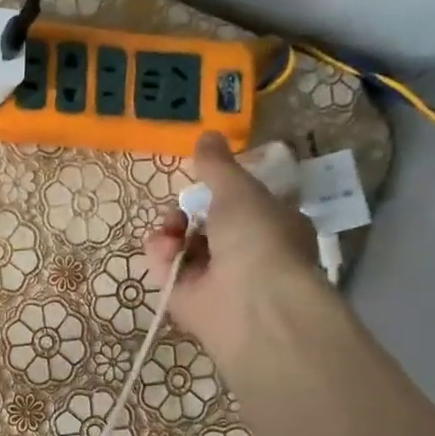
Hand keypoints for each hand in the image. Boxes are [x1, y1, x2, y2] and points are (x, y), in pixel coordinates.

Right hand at [143, 131, 326, 362]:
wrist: (251, 302)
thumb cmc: (258, 237)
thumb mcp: (238, 189)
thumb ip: (217, 165)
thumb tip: (207, 134)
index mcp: (273, 226)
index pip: (242, 205)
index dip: (219, 193)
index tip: (202, 182)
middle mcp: (247, 254)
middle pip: (204, 226)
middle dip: (185, 214)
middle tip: (178, 211)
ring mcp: (216, 280)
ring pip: (181, 248)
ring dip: (170, 234)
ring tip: (171, 232)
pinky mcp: (188, 302)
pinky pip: (166, 272)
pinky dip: (161, 259)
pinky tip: (166, 252)